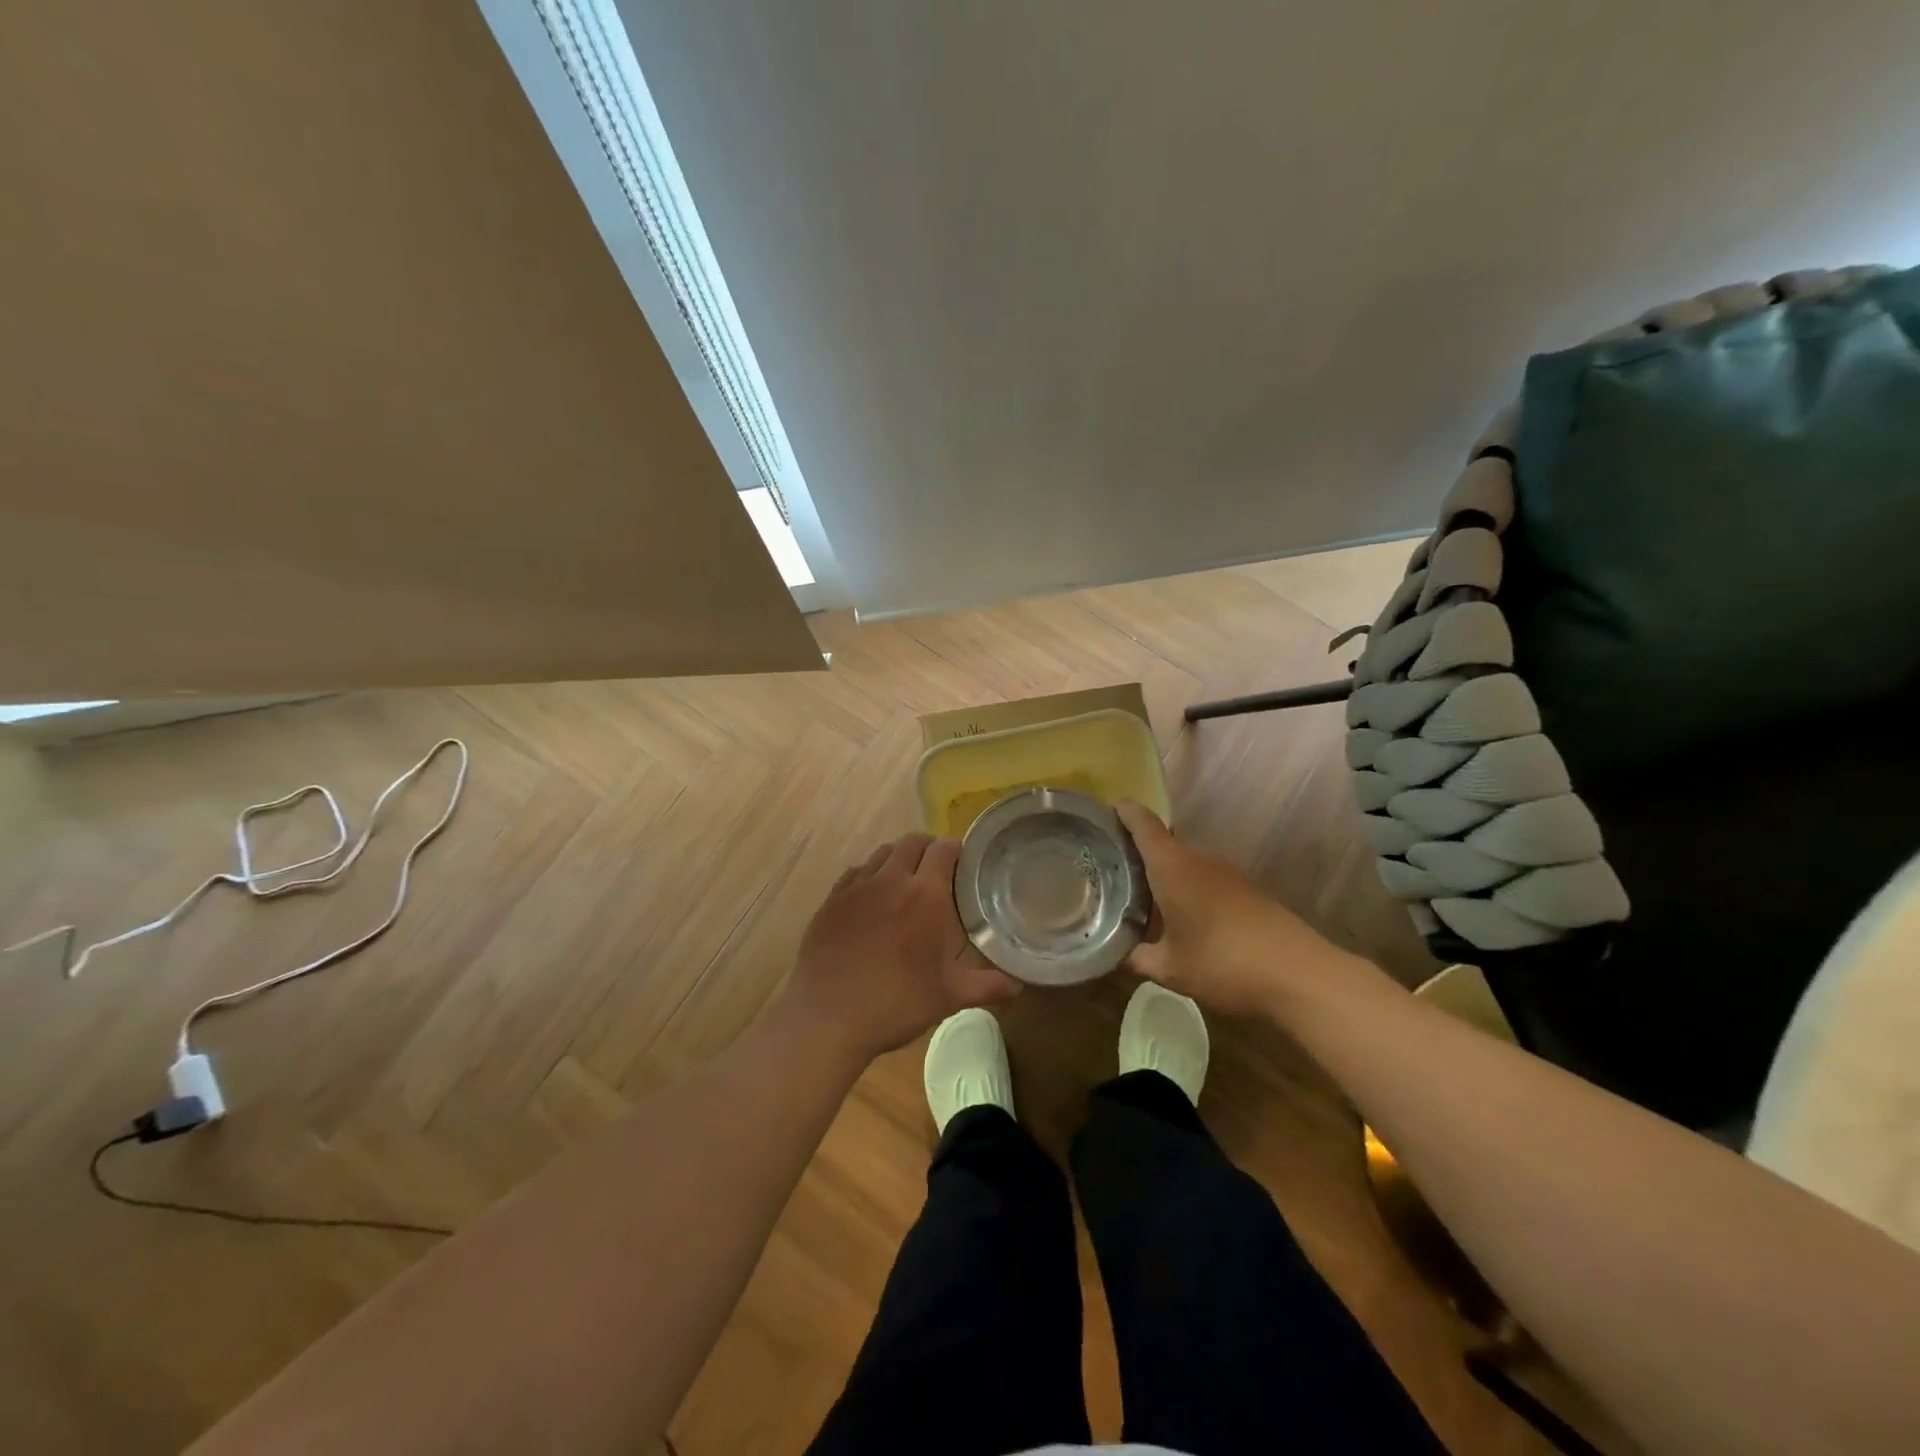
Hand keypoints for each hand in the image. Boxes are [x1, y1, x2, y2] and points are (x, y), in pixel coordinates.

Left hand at [782, 833, 1019, 1063]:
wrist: (827, 1017)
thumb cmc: (896, 1004)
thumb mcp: (948, 997)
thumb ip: (986, 986)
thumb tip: (1017, 986)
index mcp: (924, 895)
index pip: (943, 849)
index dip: (956, 850)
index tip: (963, 862)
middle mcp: (890, 880)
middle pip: (912, 842)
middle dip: (928, 848)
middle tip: (937, 871)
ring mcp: (856, 887)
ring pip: (882, 853)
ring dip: (898, 858)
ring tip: (905, 881)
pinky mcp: (831, 900)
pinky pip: (856, 872)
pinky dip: (870, 875)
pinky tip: (872, 898)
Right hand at [1117, 801, 1346, 1018]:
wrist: (1299, 975)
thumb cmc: (1223, 963)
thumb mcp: (1170, 968)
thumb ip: (1137, 956)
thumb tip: (1114, 953)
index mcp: (1173, 866)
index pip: (1142, 822)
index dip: (1122, 811)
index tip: (1102, 811)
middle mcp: (1199, 859)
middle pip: (1162, 842)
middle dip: (1136, 851)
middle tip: (1109, 869)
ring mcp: (1228, 873)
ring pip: (1184, 863)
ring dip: (1163, 874)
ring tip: (1140, 896)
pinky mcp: (1247, 890)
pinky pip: (1205, 880)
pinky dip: (1187, 889)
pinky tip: (1181, 917)